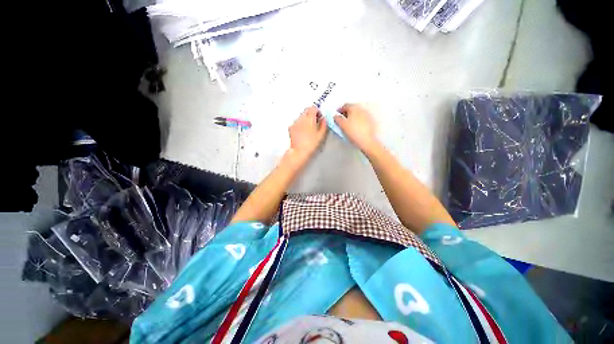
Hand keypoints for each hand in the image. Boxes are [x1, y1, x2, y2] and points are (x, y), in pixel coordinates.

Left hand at [288, 106, 327, 159]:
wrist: (299, 152)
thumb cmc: (312, 144)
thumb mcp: (321, 135)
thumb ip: (324, 125)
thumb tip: (324, 119)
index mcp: (309, 118)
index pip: (313, 108)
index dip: (317, 111)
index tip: (319, 117)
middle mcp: (301, 118)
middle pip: (306, 111)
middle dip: (311, 114)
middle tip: (315, 122)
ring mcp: (295, 123)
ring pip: (301, 116)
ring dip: (305, 119)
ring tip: (309, 128)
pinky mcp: (291, 128)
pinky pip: (296, 122)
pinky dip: (300, 124)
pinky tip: (302, 132)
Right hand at [334, 103, 378, 152]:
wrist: (367, 141)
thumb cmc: (354, 132)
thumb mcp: (342, 125)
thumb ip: (337, 119)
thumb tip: (335, 116)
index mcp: (354, 108)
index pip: (345, 105)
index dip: (339, 110)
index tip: (336, 114)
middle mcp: (362, 109)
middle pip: (352, 108)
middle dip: (346, 113)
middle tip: (341, 119)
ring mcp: (367, 115)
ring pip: (357, 113)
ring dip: (352, 117)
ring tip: (348, 124)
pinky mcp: (370, 122)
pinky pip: (362, 118)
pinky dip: (357, 121)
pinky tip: (355, 127)